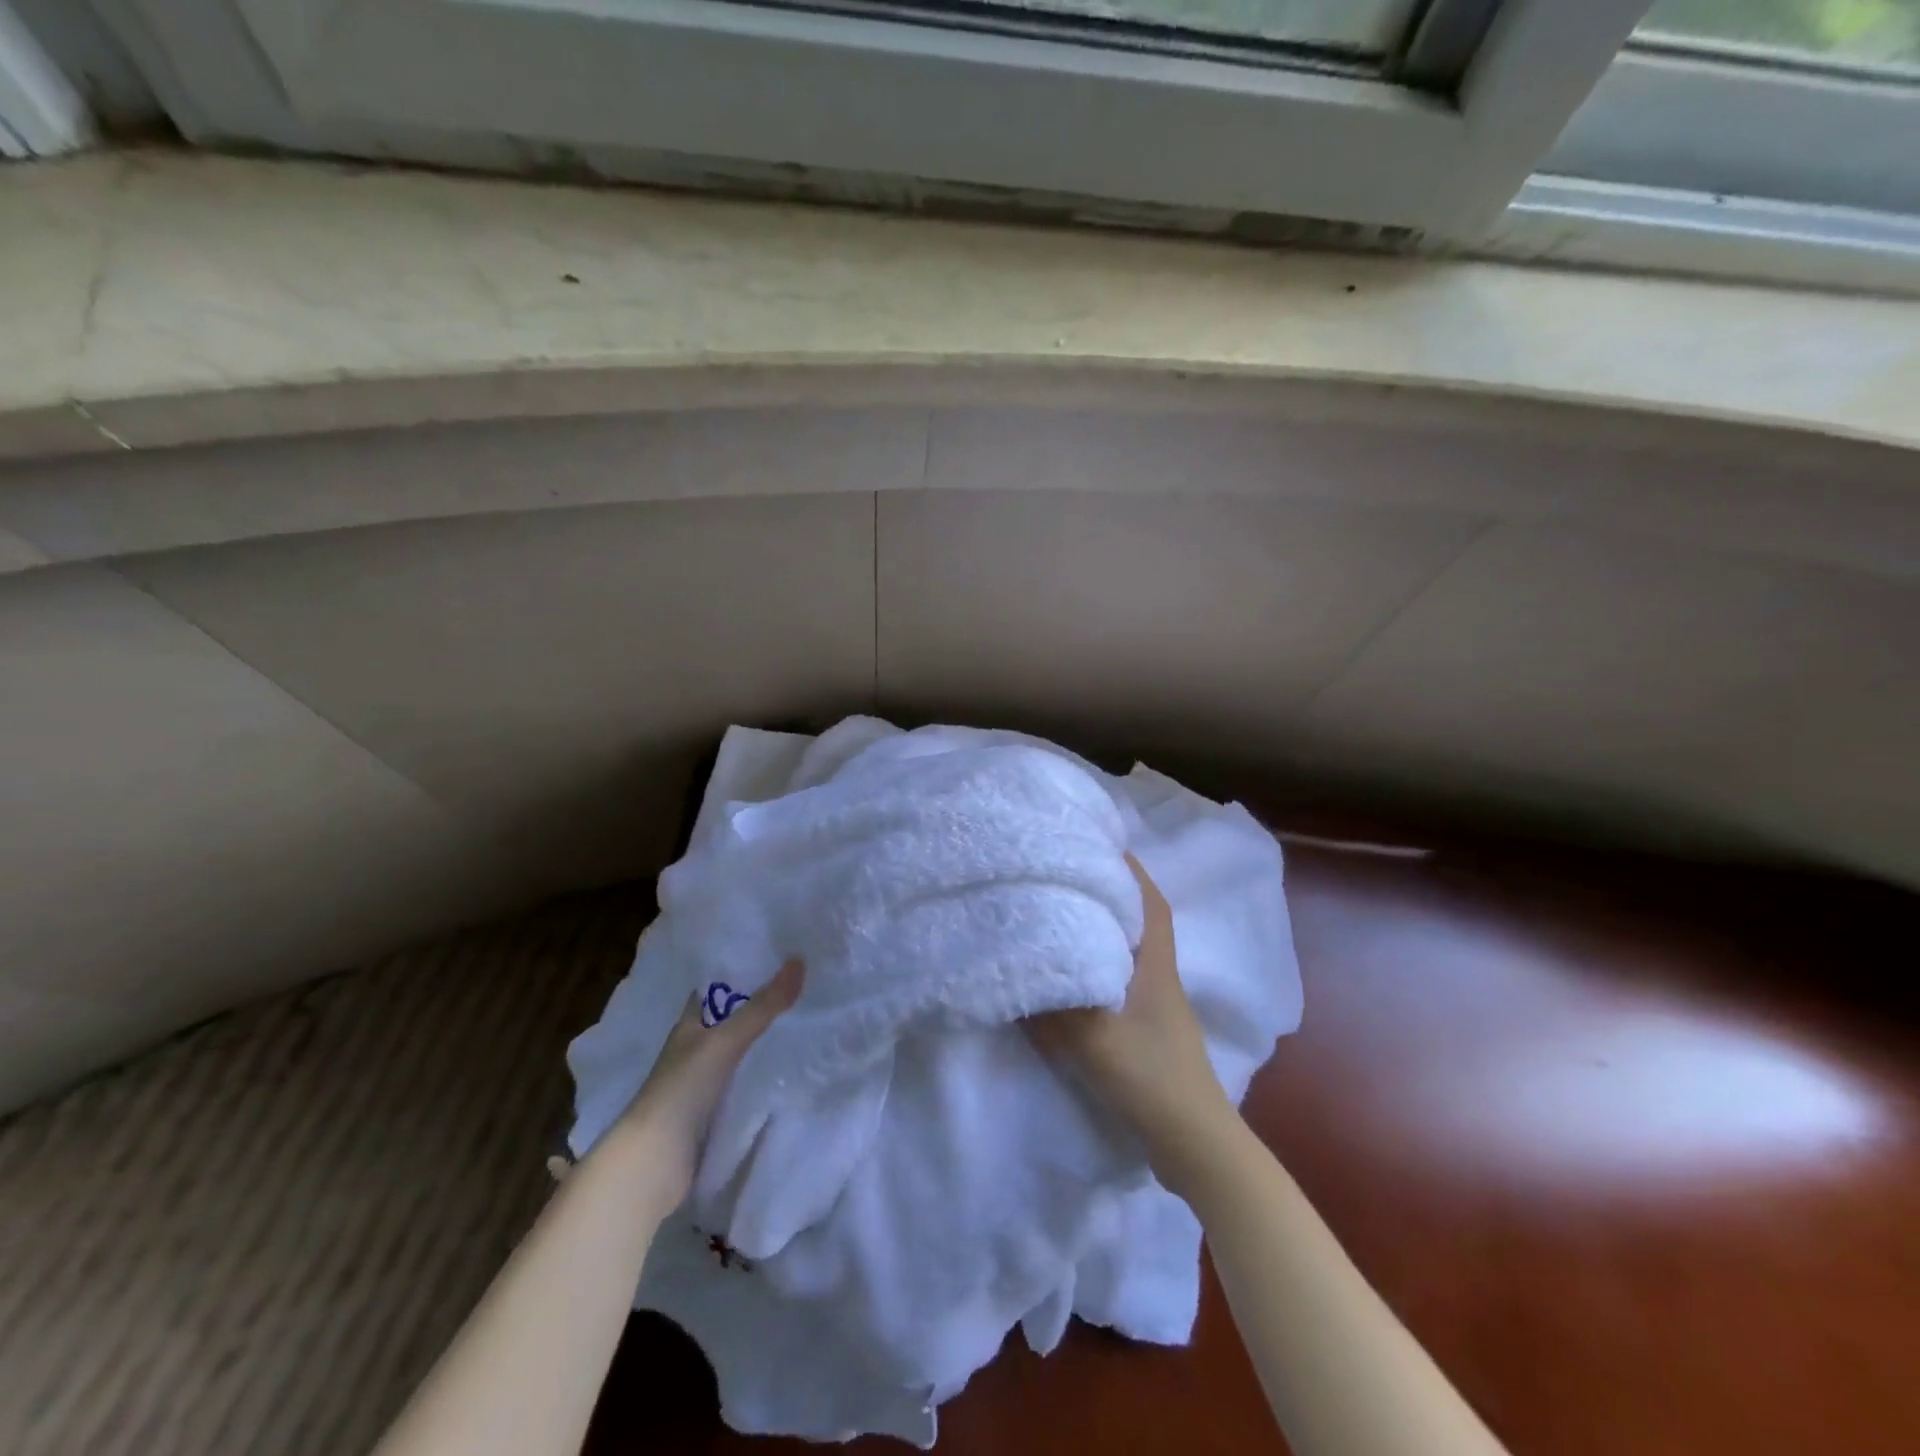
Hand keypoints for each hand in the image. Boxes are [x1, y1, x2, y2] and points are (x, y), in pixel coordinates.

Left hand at [610, 959, 803, 1202]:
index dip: (743, 974)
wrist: (653, 1164)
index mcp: (688, 1025)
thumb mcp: (725, 1042)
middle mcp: (693, 1050)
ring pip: (738, 1054)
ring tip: (806, 1025)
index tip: (779, 960)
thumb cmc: (681, 1090)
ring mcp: (701, 1084)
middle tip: (804, 990)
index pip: (717, 990)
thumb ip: (763, 1006)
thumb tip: (799, 960)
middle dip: (761, 1008)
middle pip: (731, 1021)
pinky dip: (761, 1076)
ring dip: (763, 1043)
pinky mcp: (711, 1114)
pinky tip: (788, 1071)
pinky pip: (742, 1085)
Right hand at [1027, 856, 1234, 1193]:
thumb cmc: (1151, 1079)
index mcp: (1155, 966)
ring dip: (1103, 932)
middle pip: (1138, 922)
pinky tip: (1072, 978)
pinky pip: (1119, 984)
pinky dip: (1098, 970)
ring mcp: (1157, 1007)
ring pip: (1128, 954)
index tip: (1104, 845)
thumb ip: (1054, 1008)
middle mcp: (1160, 977)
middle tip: (1069, 876)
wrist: (1194, 1144)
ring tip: (1063, 918)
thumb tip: (1020, 972)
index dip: (1132, 871)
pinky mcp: (1148, 1033)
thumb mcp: (1094, 1040)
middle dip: (1110, 895)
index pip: (1150, 903)